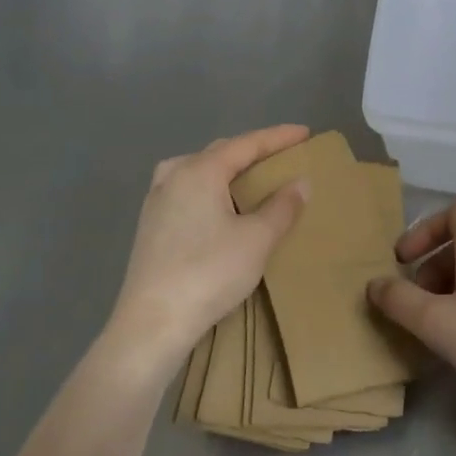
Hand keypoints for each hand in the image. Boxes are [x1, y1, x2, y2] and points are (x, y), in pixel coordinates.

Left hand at [102, 126, 309, 379]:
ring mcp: (156, 201)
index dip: (278, 137)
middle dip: (252, 151)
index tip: (305, 132)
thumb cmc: (209, 272)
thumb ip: (282, 207)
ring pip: (199, 170)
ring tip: (251, 177)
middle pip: (220, 152)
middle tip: (282, 154)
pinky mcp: (150, 226)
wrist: (152, 323)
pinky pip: (187, 191)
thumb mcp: (257, 239)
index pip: (246, 144)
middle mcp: (173, 176)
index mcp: (200, 171)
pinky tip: (220, 206)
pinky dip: (211, 188)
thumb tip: (301, 183)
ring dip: (228, 169)